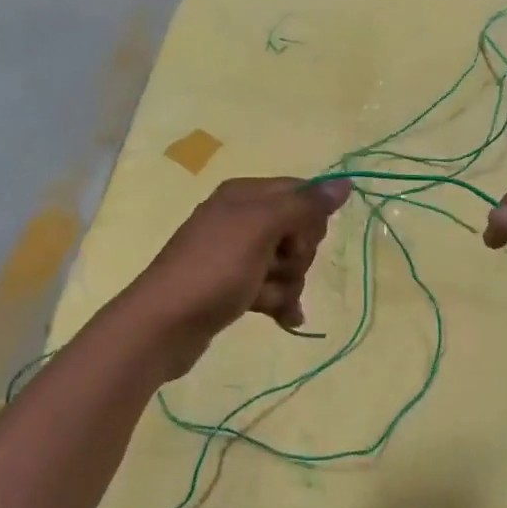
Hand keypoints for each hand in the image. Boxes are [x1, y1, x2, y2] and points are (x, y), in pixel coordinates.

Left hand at [117, 176, 351, 376]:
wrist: (162, 324)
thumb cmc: (214, 269)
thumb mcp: (261, 229)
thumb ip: (304, 206)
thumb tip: (344, 183)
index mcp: (244, 195)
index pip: (299, 193)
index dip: (309, 218)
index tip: (299, 240)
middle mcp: (240, 219)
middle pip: (296, 231)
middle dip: (297, 256)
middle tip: (275, 267)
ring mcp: (236, 256)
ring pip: (287, 264)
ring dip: (286, 285)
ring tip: (266, 300)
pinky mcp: (234, 288)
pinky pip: (272, 289)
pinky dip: (280, 303)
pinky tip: (284, 320)